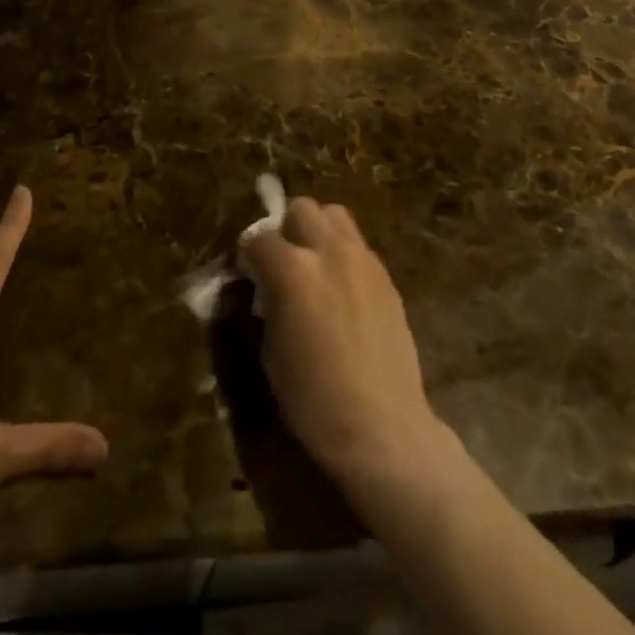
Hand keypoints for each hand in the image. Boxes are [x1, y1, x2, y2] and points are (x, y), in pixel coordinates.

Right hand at [241, 198, 452, 490]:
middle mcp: (329, 252)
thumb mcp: (271, 351)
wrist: (382, 426)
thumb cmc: (313, 399)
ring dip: (318, 231)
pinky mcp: (386, 276)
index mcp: (292, 270)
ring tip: (315, 264)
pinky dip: (344, 254)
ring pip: (336, 215)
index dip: (249, 255)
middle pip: (302, 208)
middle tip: (283, 261)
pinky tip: (342, 288)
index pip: (259, 238)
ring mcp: (363, 260)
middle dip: (286, 228)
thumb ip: (268, 302)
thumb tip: (266, 288)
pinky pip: (358, 246)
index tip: (248, 273)